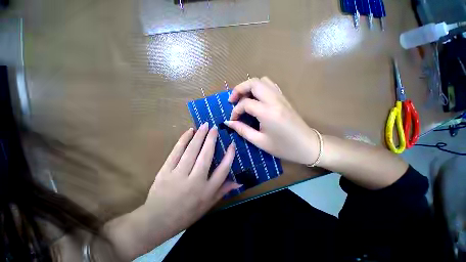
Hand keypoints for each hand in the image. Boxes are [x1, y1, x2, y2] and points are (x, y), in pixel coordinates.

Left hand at [104, 124, 240, 259]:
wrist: (156, 221)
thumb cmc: (186, 214)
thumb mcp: (208, 205)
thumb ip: (223, 191)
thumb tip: (239, 181)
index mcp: (207, 191)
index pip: (223, 170)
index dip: (229, 156)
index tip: (232, 144)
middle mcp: (195, 181)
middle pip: (206, 155)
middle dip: (212, 139)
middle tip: (215, 127)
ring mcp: (179, 174)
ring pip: (192, 150)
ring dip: (199, 136)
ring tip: (205, 125)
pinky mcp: (165, 171)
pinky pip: (176, 151)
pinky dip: (184, 139)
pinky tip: (189, 131)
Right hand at [225, 77, 319, 164]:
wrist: (308, 146)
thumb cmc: (284, 147)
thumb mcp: (260, 141)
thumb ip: (242, 130)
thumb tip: (228, 123)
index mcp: (267, 112)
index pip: (245, 103)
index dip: (235, 111)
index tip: (232, 120)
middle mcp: (274, 100)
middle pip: (253, 83)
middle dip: (239, 89)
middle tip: (232, 100)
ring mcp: (281, 97)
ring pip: (262, 81)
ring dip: (249, 86)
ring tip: (243, 98)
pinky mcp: (284, 98)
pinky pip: (270, 85)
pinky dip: (259, 88)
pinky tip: (256, 99)